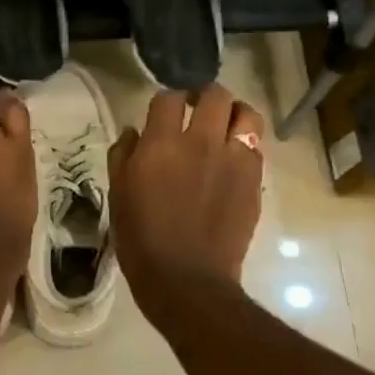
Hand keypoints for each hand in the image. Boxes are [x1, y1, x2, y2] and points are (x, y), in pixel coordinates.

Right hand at [108, 83, 265, 302]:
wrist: (186, 279)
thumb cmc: (141, 238)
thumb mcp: (118, 194)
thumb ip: (123, 155)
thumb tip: (133, 132)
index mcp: (162, 144)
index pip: (169, 98)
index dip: (166, 99)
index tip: (163, 111)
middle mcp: (201, 142)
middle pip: (215, 95)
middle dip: (205, 96)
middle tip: (196, 110)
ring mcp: (234, 160)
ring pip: (246, 114)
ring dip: (234, 113)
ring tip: (224, 126)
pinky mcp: (254, 180)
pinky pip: (256, 147)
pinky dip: (245, 143)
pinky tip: (233, 158)